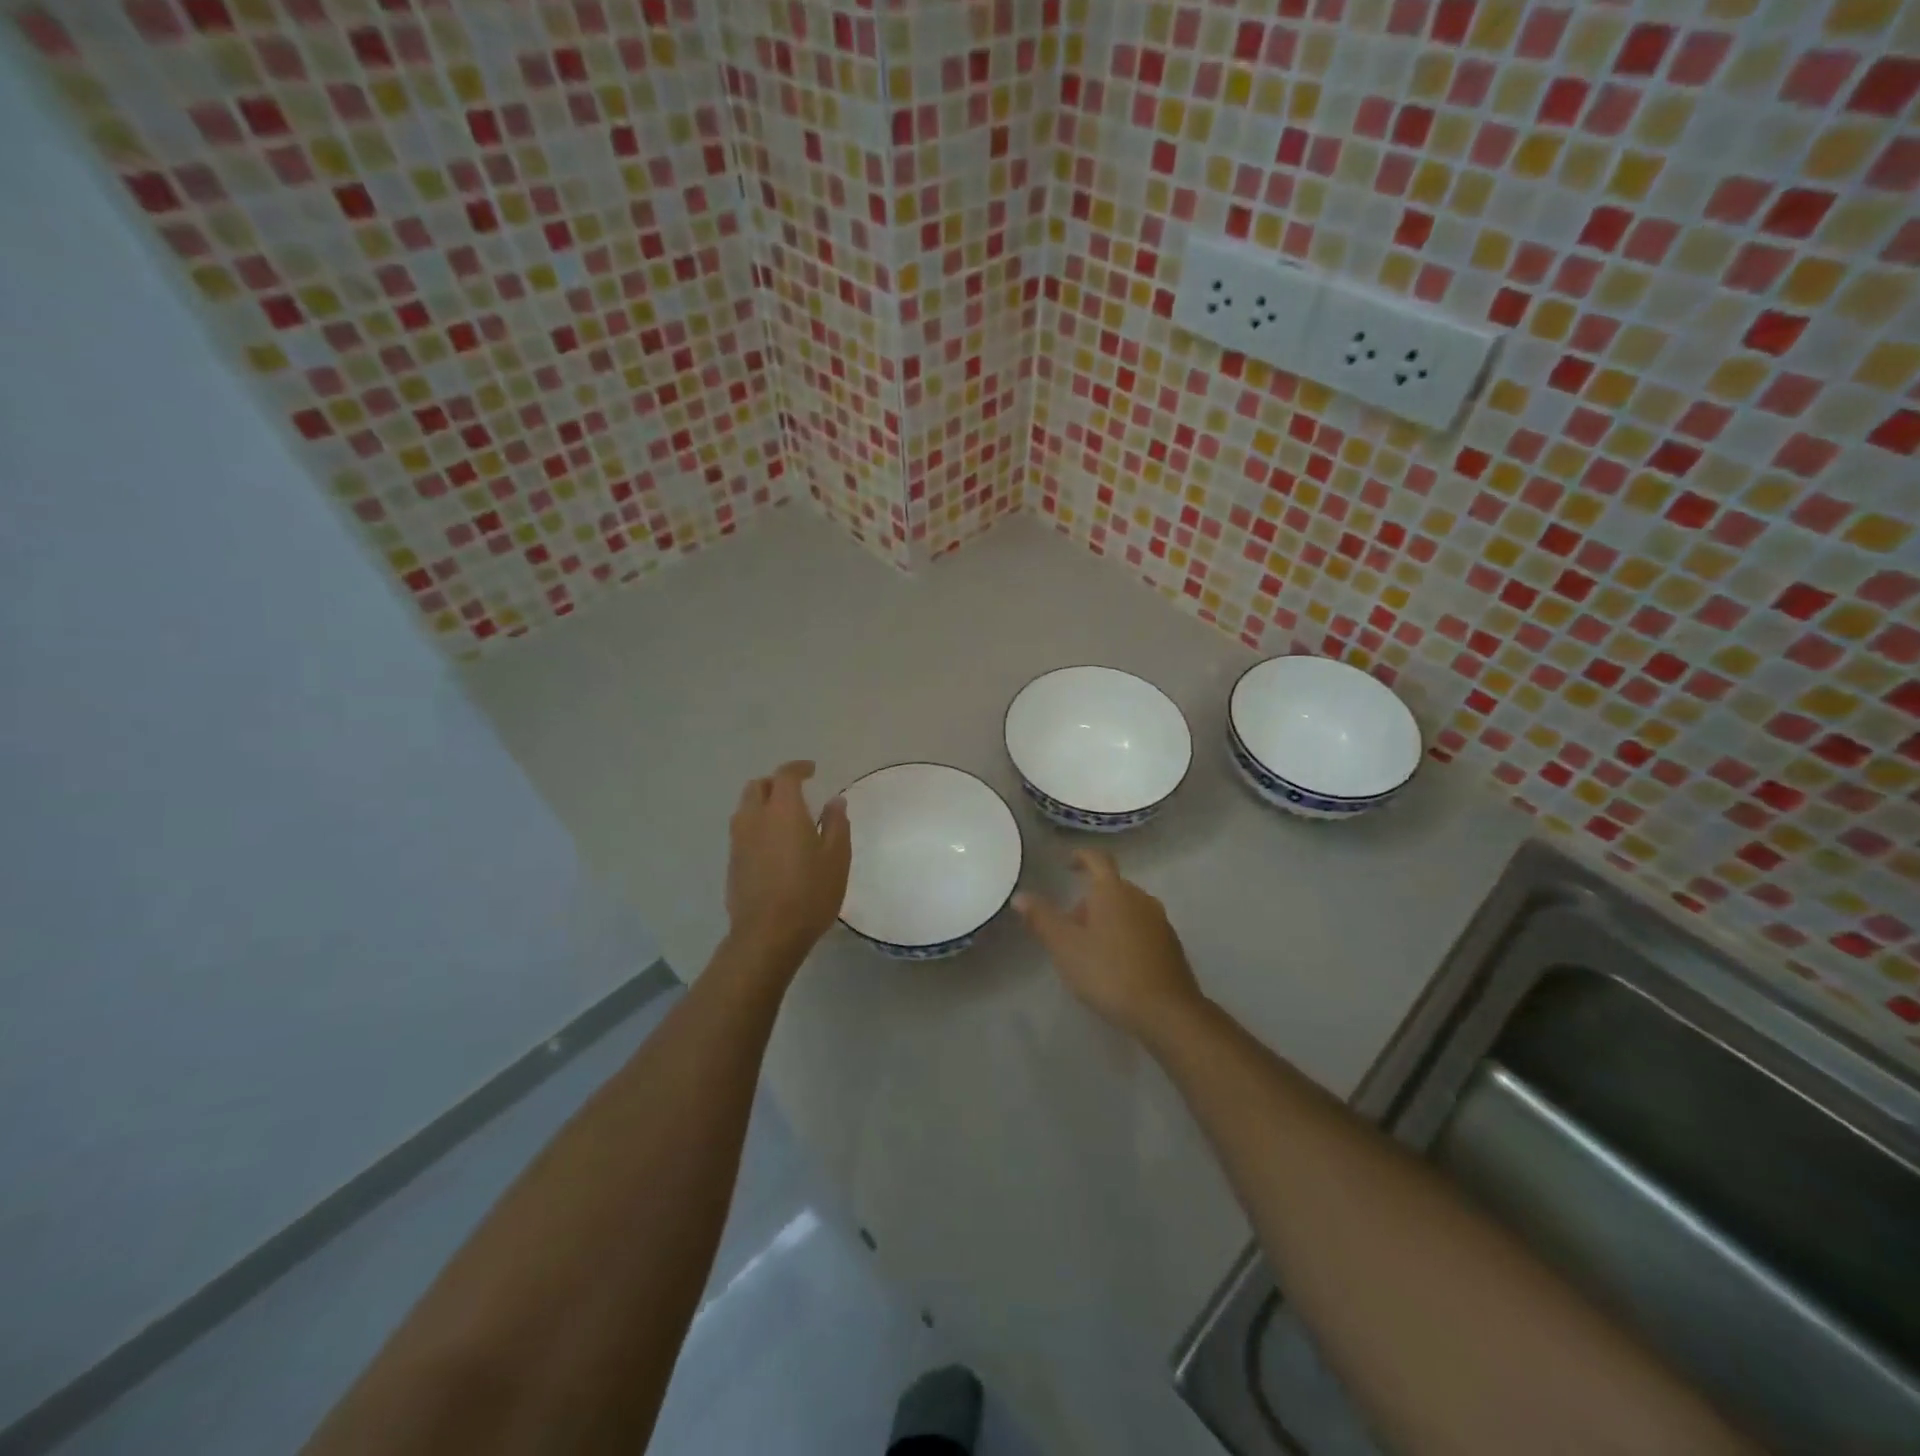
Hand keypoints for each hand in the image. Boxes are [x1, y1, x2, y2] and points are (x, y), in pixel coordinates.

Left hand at [726, 761, 850, 967]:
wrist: (767, 934)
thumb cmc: (810, 893)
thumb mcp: (836, 858)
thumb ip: (836, 824)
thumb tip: (835, 802)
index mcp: (783, 811)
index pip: (785, 775)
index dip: (798, 768)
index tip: (812, 771)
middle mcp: (754, 819)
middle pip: (757, 787)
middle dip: (775, 783)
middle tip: (795, 792)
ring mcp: (738, 841)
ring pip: (745, 809)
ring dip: (762, 804)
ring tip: (783, 819)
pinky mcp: (732, 863)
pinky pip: (742, 832)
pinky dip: (756, 827)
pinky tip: (772, 846)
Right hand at [1014, 849, 1205, 1042]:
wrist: (1166, 1011)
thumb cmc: (1108, 972)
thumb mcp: (1065, 947)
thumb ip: (1042, 919)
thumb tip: (1021, 896)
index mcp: (1113, 891)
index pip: (1097, 859)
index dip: (1081, 857)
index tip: (1067, 865)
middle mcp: (1140, 898)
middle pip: (1111, 887)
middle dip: (1089, 900)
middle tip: (1069, 926)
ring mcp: (1159, 921)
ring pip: (1127, 908)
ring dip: (1107, 919)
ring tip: (1090, 948)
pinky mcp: (1171, 944)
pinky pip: (1141, 928)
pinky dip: (1125, 935)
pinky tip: (1116, 964)